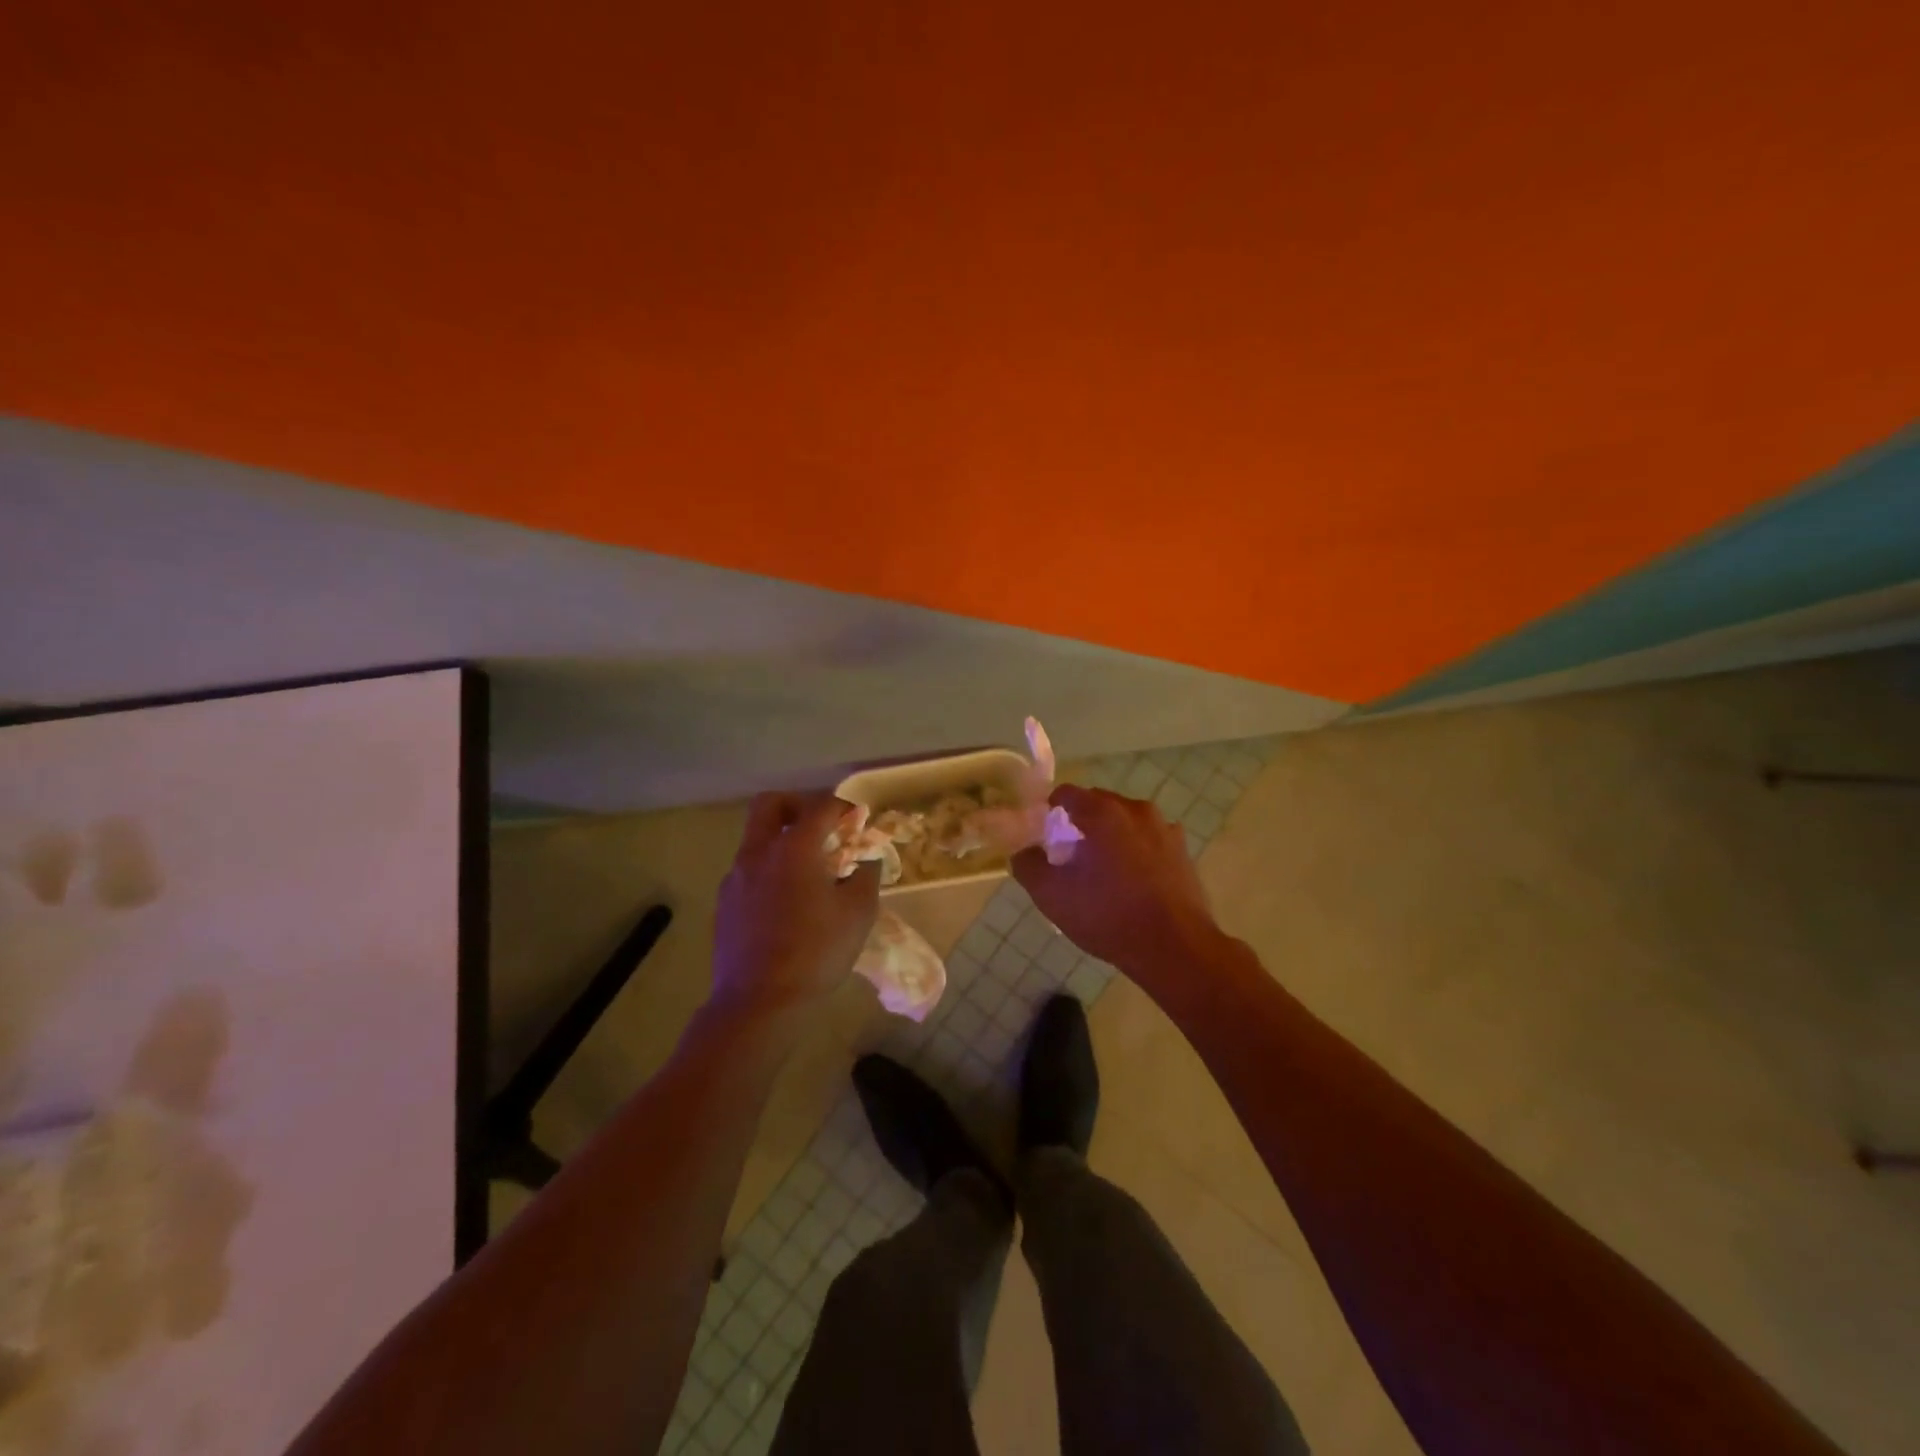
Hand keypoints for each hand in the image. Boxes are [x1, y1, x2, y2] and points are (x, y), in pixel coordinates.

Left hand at [713, 794, 879, 1017]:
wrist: (757, 1003)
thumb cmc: (816, 953)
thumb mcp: (858, 914)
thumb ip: (866, 876)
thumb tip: (866, 859)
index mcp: (795, 847)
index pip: (821, 806)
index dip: (844, 808)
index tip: (859, 822)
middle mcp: (759, 852)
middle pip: (771, 804)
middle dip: (798, 805)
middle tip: (821, 827)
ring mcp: (736, 876)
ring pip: (757, 838)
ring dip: (782, 840)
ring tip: (809, 870)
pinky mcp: (725, 902)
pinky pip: (749, 869)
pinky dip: (769, 869)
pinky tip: (787, 901)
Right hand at [1012, 785, 1221, 977]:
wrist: (1175, 948)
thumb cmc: (1107, 916)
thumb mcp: (1052, 895)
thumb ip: (1028, 866)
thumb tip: (1023, 852)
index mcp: (1103, 813)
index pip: (1067, 793)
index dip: (1050, 809)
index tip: (1044, 835)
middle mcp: (1136, 810)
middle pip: (1098, 804)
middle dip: (1081, 823)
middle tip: (1069, 855)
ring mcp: (1165, 829)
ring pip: (1126, 822)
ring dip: (1111, 836)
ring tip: (1102, 871)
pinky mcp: (1183, 851)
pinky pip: (1149, 840)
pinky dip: (1136, 851)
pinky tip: (1132, 882)